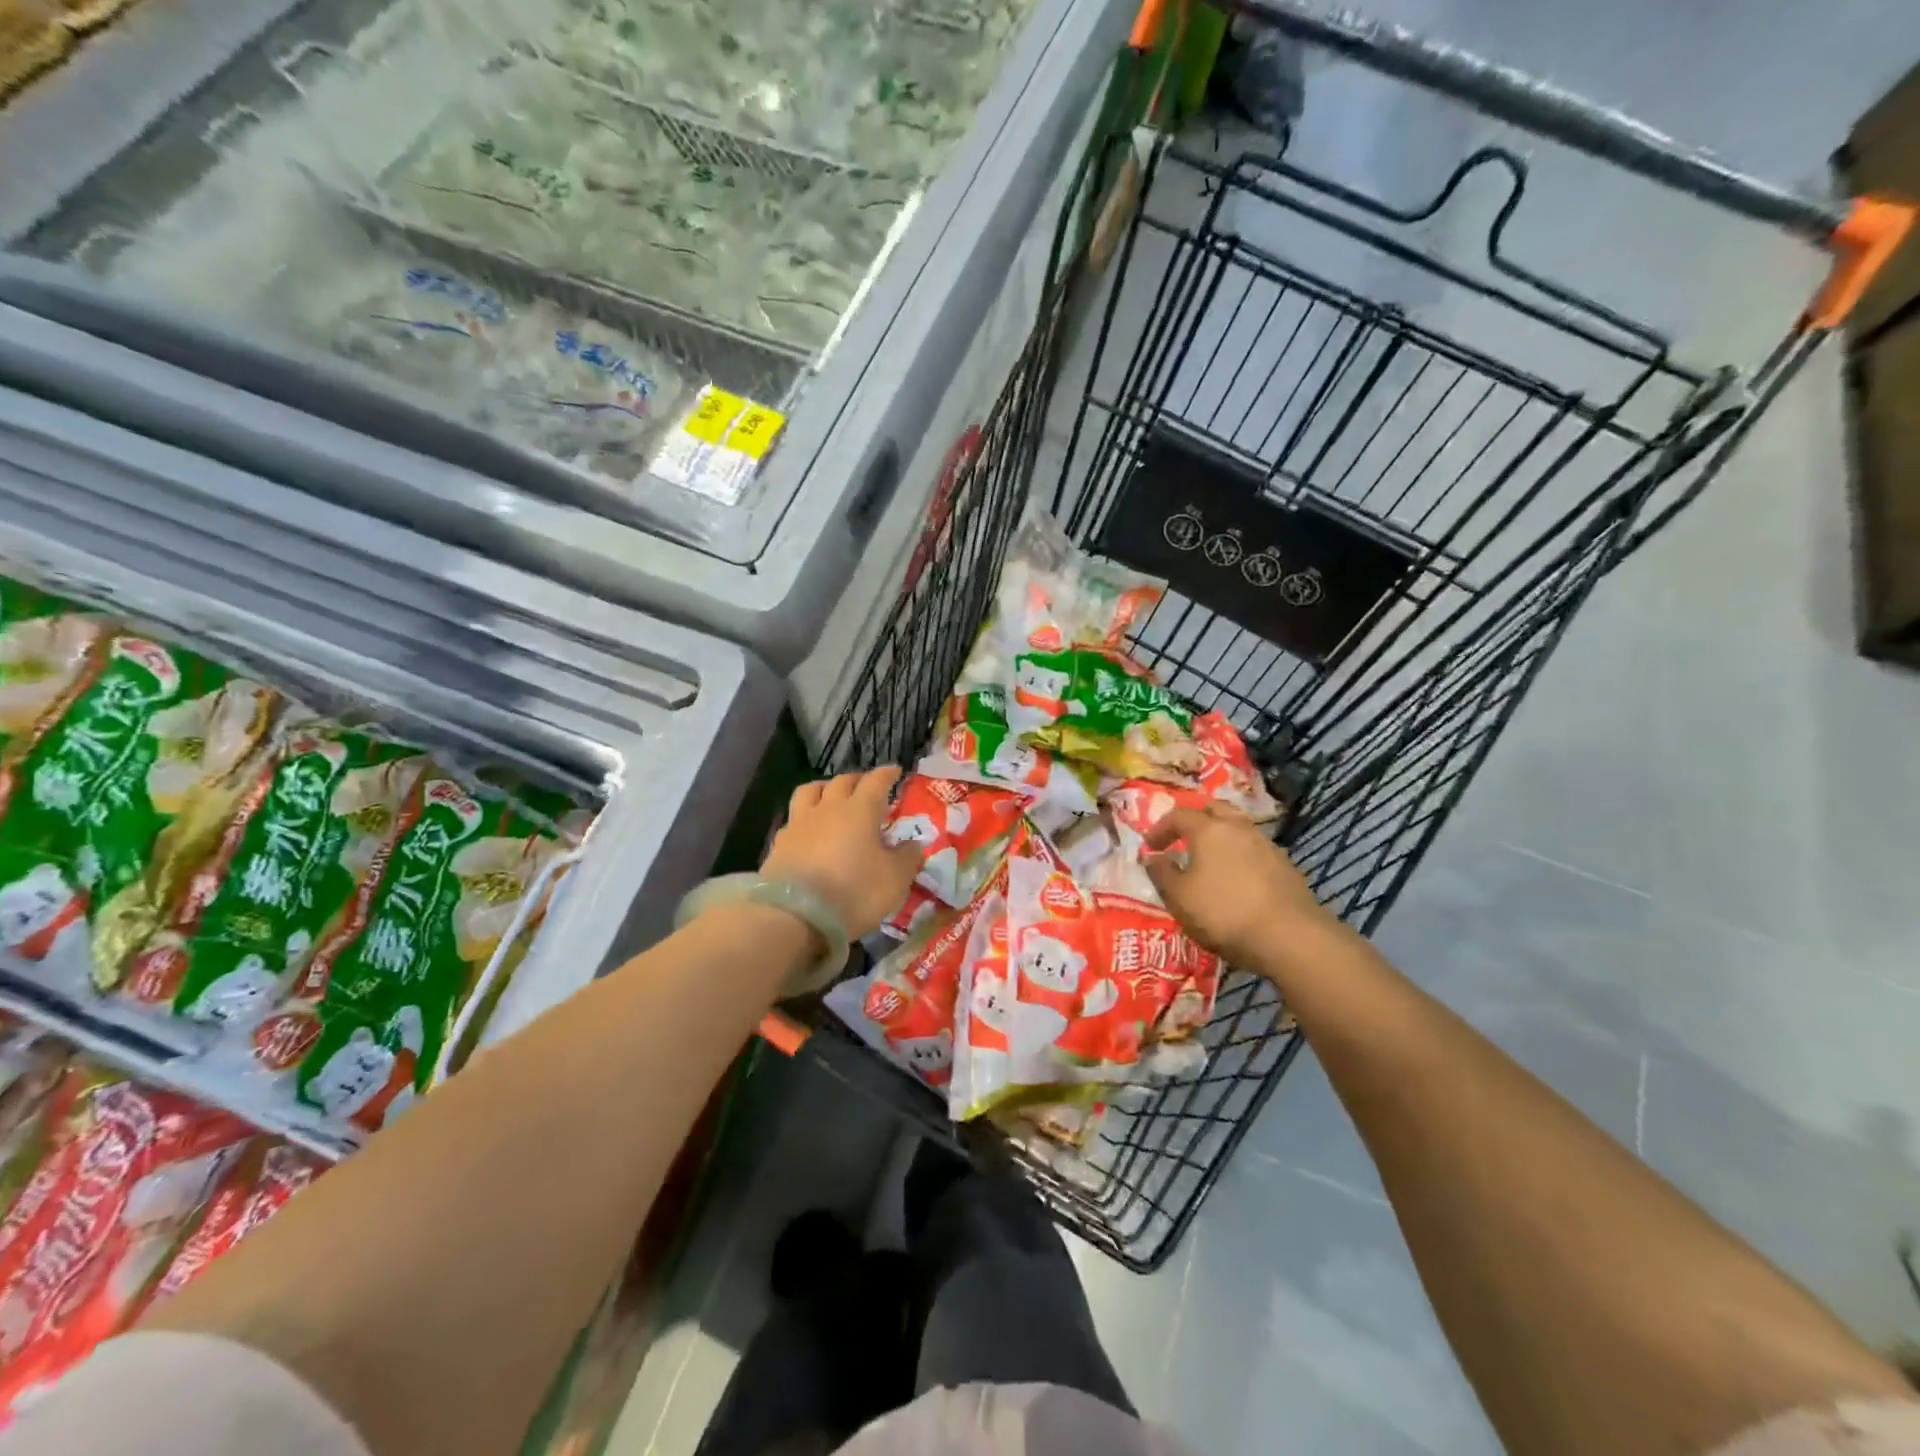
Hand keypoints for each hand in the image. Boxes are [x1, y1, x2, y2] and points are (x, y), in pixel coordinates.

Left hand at [762, 768, 923, 942]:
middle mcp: (828, 808)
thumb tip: (914, 844)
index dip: (887, 774)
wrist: (795, 916)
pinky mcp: (780, 843)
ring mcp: (800, 823)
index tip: (895, 771)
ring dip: (825, 788)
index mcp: (860, 810)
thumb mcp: (895, 879)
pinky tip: (809, 828)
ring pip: (810, 790)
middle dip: (858, 779)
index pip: (876, 781)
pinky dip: (805, 816)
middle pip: (842, 781)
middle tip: (867, 786)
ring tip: (831, 795)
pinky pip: (794, 818)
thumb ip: (908, 858)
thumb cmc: (854, 892)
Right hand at [1144, 805, 1334, 971]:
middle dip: (1195, 820)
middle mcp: (1238, 828)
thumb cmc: (1224, 913)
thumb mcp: (1179, 897)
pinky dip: (1240, 856)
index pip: (1178, 815)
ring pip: (1238, 828)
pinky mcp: (1286, 866)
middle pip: (1214, 809)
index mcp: (1208, 829)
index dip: (1160, 828)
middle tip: (1182, 839)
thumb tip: (1152, 857)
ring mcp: (1266, 845)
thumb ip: (1161, 873)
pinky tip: (1237, 879)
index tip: (1150, 847)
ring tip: (1210, 860)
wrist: (1290, 937)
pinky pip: (1255, 850)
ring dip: (1220, 837)